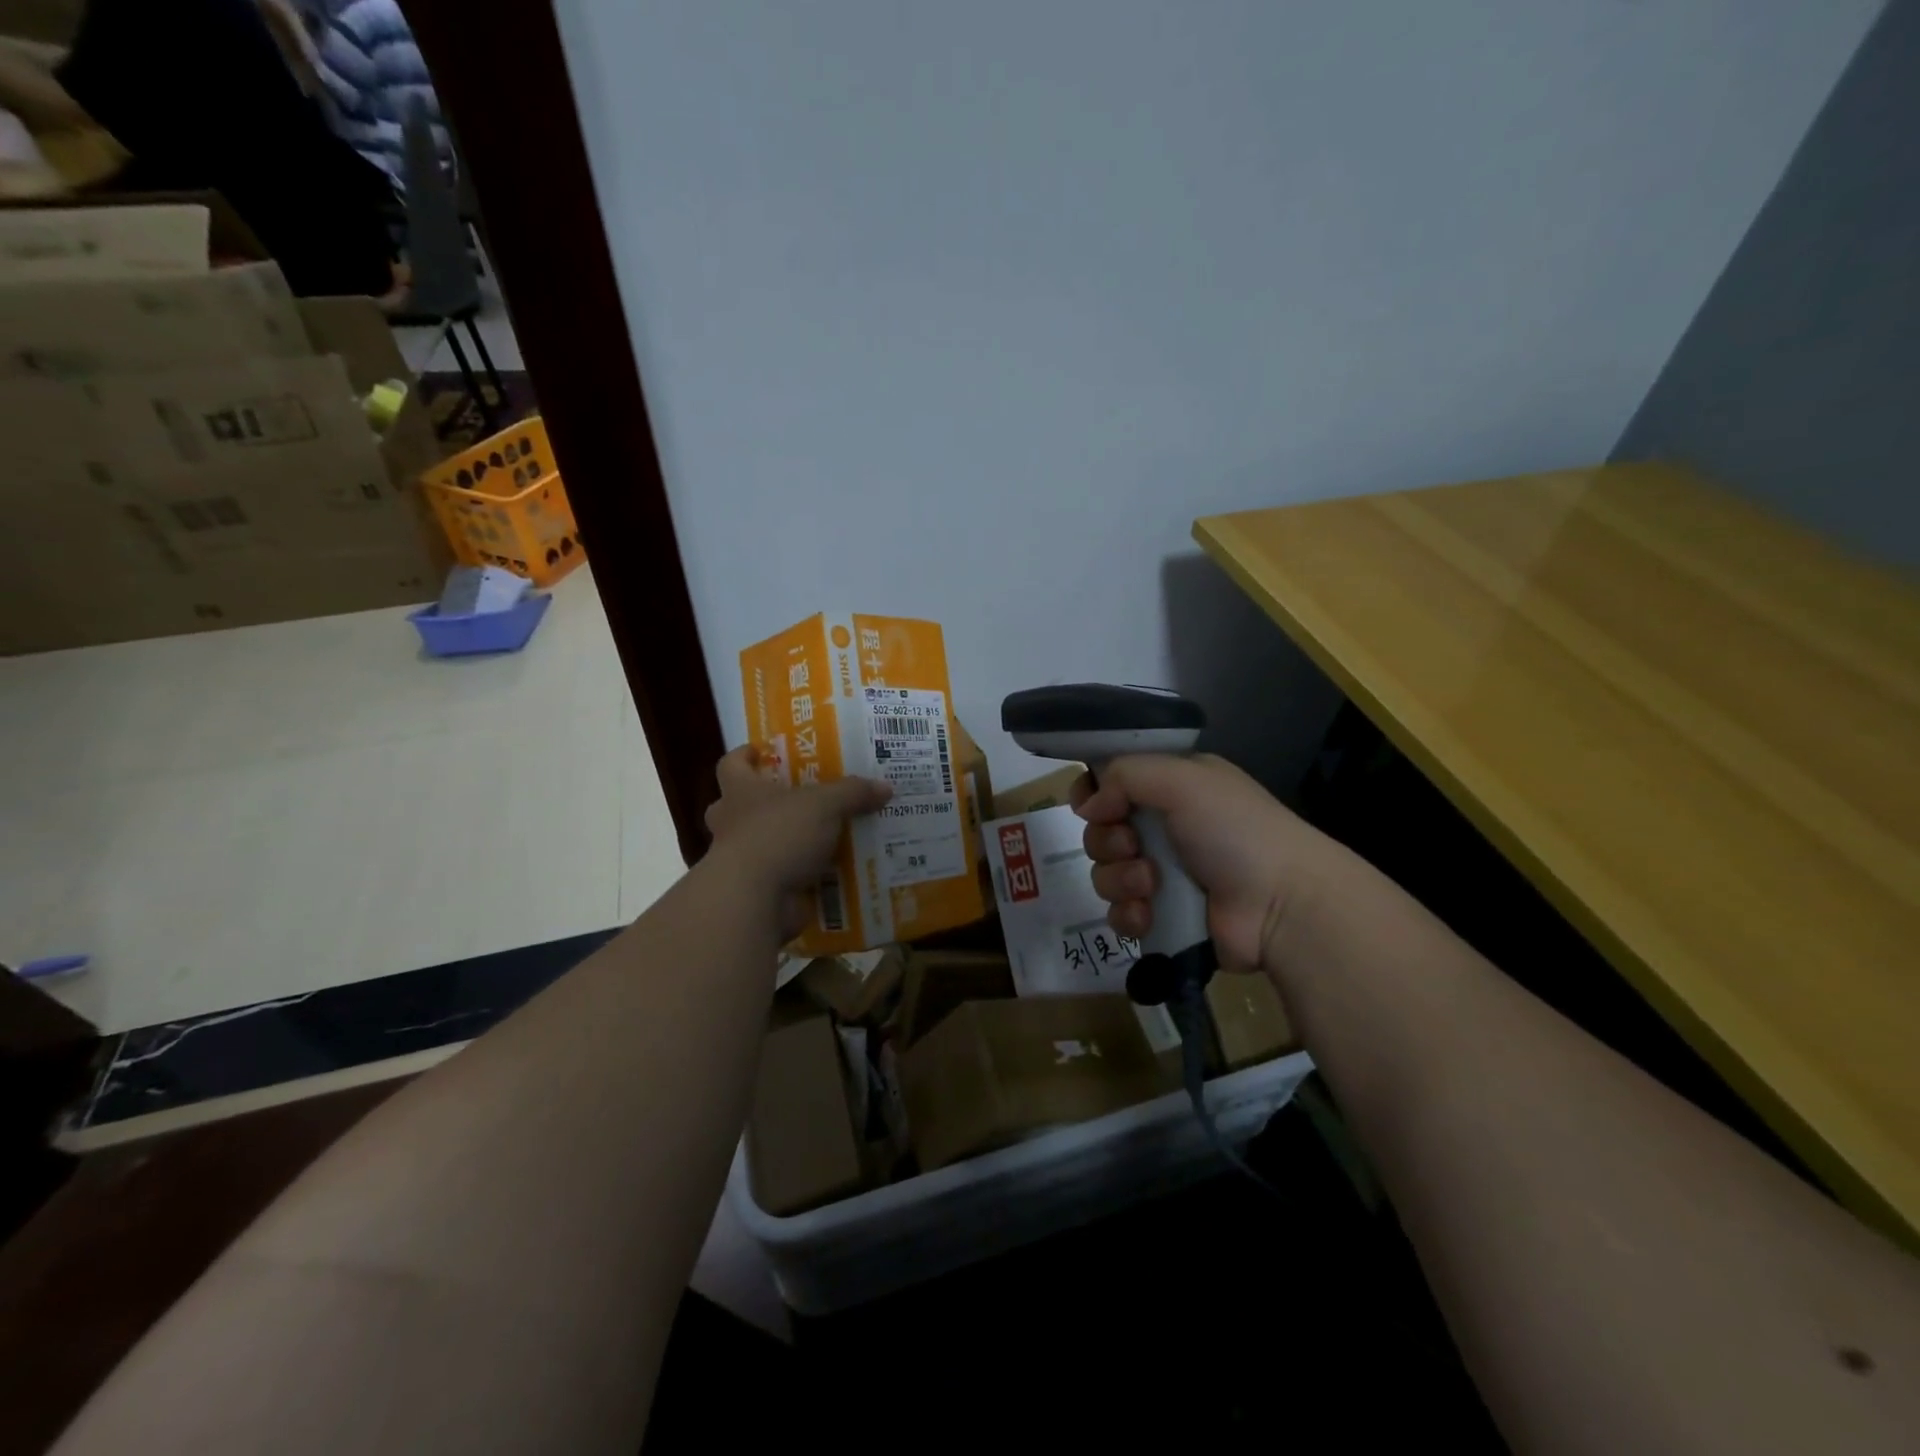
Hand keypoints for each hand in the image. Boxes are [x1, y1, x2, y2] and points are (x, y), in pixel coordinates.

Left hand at [705, 746, 891, 938]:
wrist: (754, 898)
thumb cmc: (779, 834)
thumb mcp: (825, 805)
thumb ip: (853, 793)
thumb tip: (885, 787)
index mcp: (741, 792)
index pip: (732, 765)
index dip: (743, 756)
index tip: (759, 751)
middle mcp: (733, 823)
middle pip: (735, 806)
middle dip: (758, 802)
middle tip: (793, 798)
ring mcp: (739, 860)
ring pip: (756, 843)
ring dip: (781, 841)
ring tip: (820, 837)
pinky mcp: (755, 890)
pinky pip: (777, 877)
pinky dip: (797, 875)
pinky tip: (828, 874)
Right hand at [1073, 754, 1329, 972]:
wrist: (1282, 906)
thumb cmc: (1235, 830)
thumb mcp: (1183, 780)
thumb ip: (1125, 775)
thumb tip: (1089, 806)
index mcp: (1173, 787)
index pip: (1113, 781)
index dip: (1093, 792)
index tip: (1092, 806)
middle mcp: (1165, 826)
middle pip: (1101, 830)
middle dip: (1109, 841)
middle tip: (1134, 846)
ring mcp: (1164, 874)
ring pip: (1105, 873)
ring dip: (1120, 879)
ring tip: (1151, 886)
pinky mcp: (1163, 917)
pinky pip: (1119, 913)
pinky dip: (1128, 914)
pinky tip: (1149, 915)